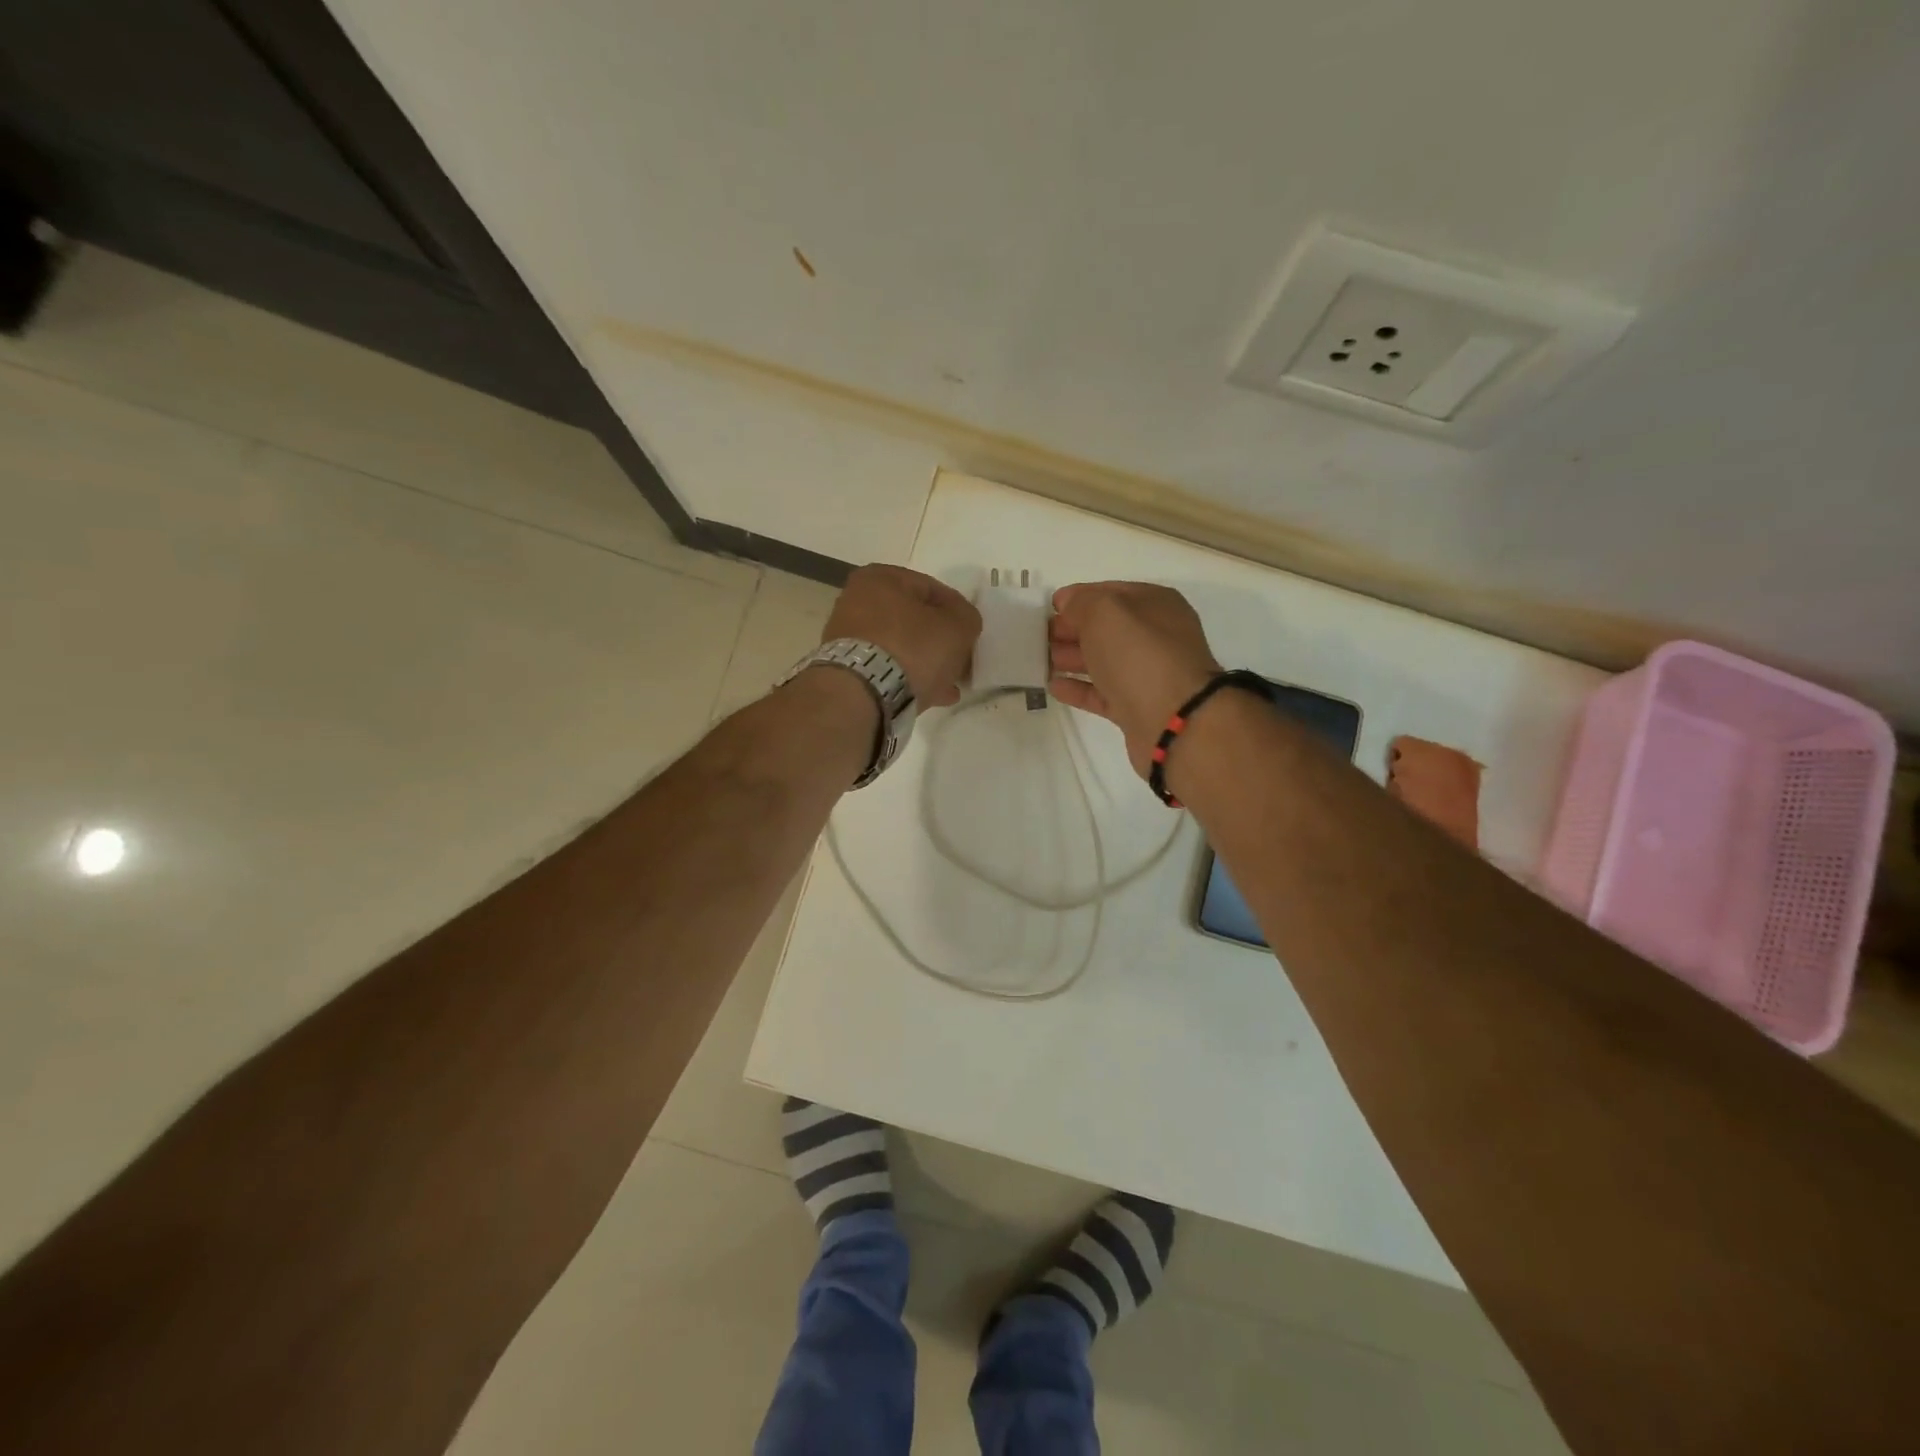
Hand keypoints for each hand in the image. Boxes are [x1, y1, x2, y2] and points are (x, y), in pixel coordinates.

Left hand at [823, 564, 981, 706]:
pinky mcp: (845, 669)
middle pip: (913, 620)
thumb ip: (967, 617)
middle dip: (939, 642)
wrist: (863, 694)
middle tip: (960, 661)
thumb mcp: (957, 626)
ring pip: (900, 647)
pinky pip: (886, 669)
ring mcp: (847, 637)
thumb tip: (961, 622)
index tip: (970, 635)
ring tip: (949, 686)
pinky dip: (908, 678)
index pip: (931, 588)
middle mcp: (856, 600)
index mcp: (880, 578)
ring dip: (926, 663)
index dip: (957, 613)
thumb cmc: (912, 647)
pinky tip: (931, 696)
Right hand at [1048, 581, 1221, 776]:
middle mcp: (1155, 636)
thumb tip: (1069, 604)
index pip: (1110, 592)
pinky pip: (1102, 693)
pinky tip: (1053, 686)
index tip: (1049, 609)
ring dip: (1072, 658)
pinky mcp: (1137, 707)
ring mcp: (1147, 674)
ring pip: (1103, 660)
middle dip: (1072, 630)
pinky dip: (1079, 688)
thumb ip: (1082, 602)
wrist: (1174, 721)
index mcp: (1155, 605)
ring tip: (1041, 660)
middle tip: (1040, 637)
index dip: (1078, 598)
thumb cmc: (1140, 655)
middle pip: (1106, 628)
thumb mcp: (1105, 612)